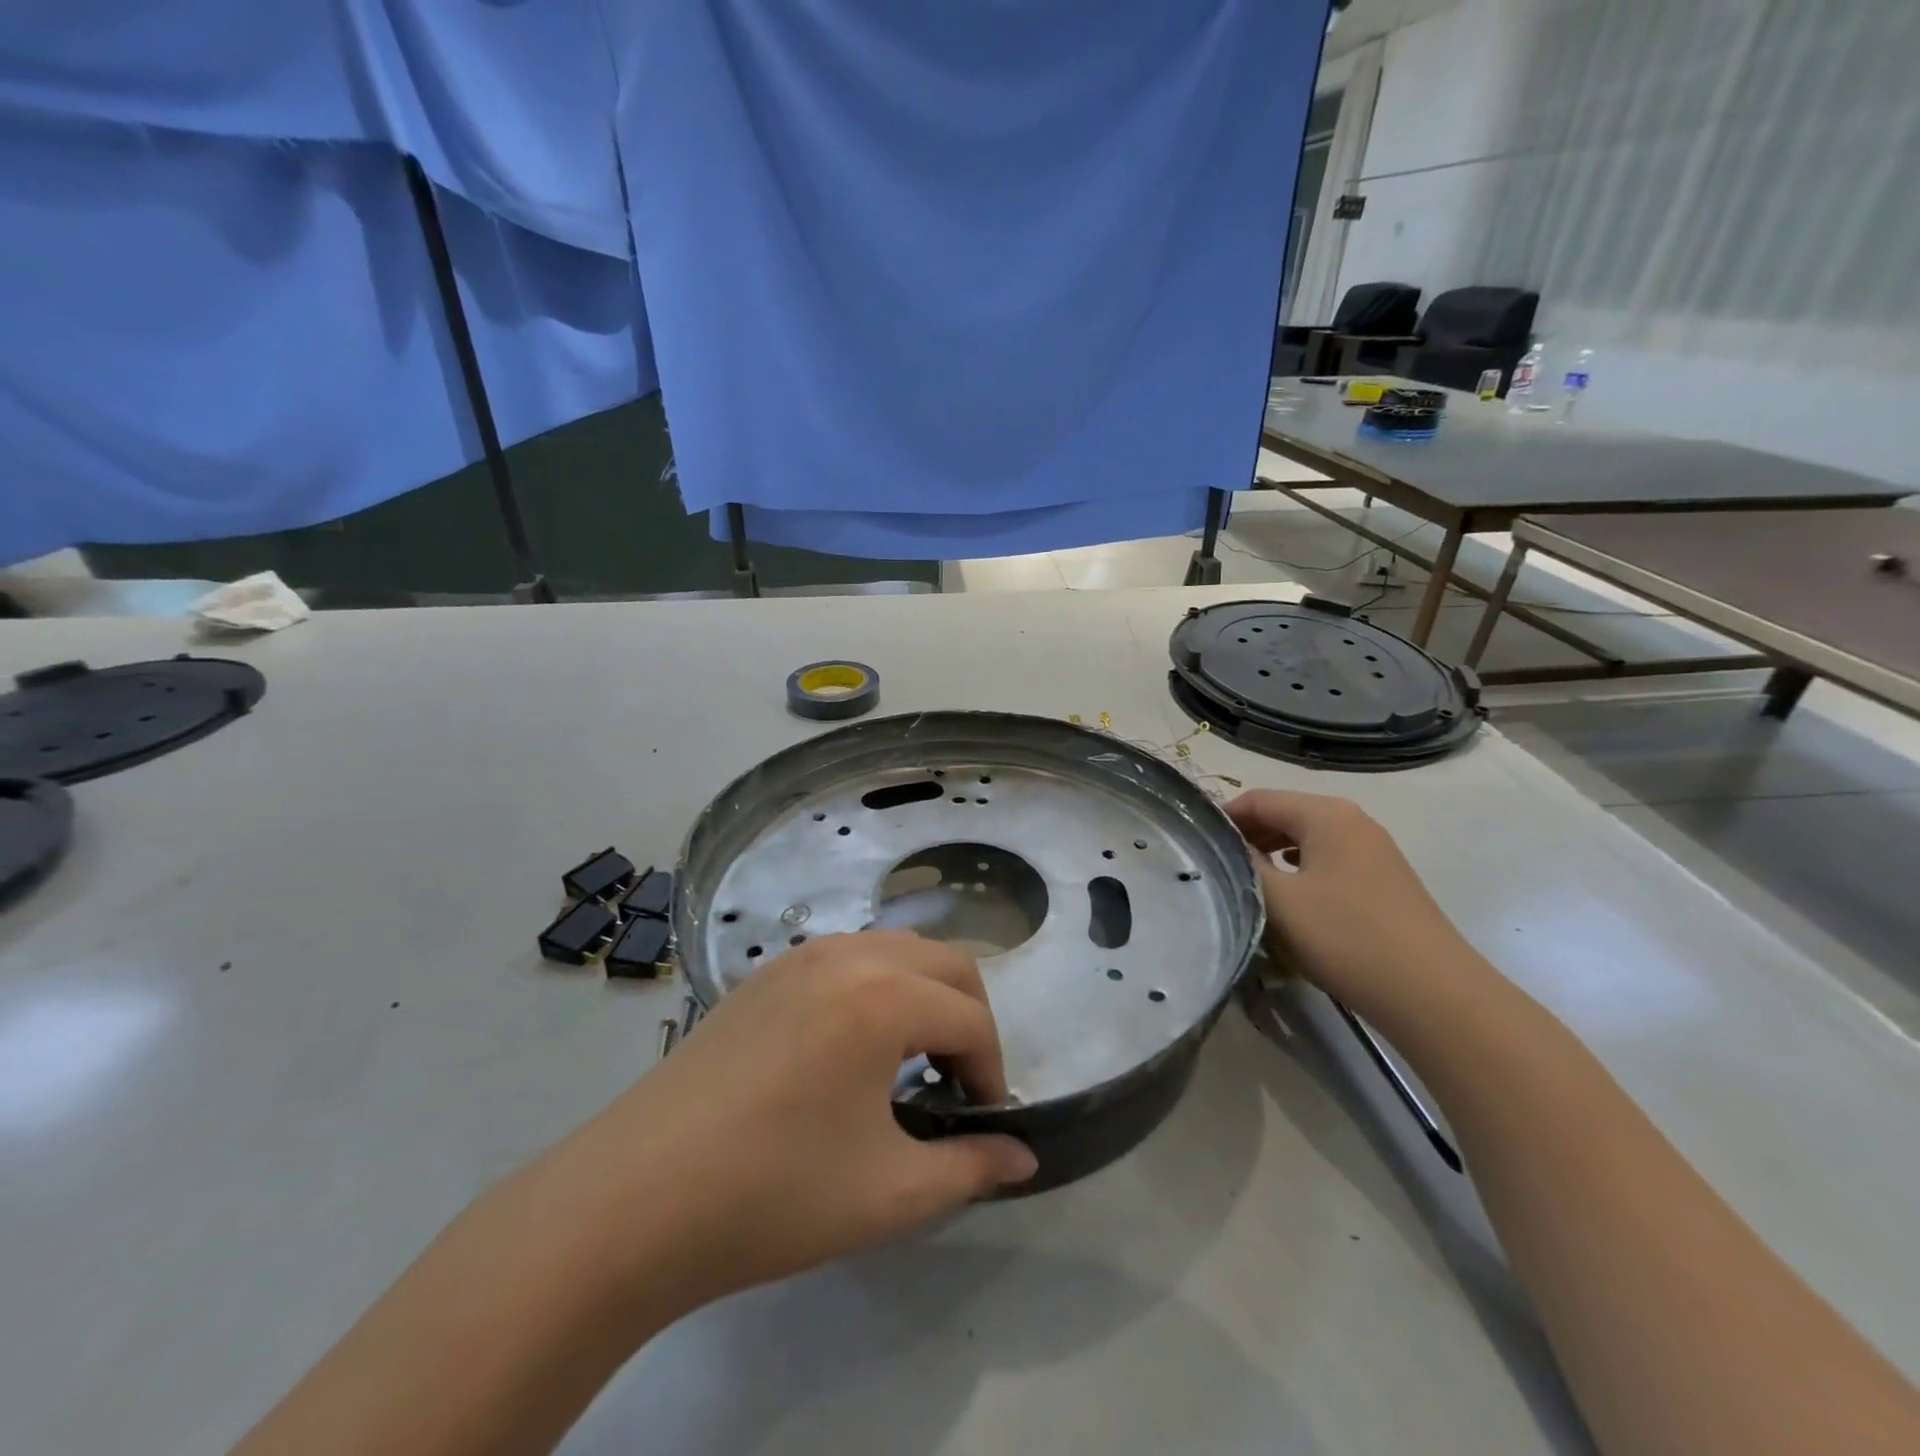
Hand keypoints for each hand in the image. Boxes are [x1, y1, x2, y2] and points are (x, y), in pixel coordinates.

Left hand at [562, 931, 1036, 1320]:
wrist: (632, 1199)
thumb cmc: (773, 1195)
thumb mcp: (889, 1193)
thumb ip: (970, 1168)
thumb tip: (1023, 1156)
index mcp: (883, 996)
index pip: (971, 1019)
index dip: (991, 1072)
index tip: (983, 1122)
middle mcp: (848, 955)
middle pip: (946, 962)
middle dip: (969, 1017)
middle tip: (959, 1083)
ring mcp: (800, 957)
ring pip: (896, 950)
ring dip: (924, 995)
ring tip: (911, 1062)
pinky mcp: (765, 974)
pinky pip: (848, 957)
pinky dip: (877, 987)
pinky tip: (851, 1047)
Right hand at [1226, 790, 1485, 1021]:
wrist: (1434, 994)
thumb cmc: (1347, 938)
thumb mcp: (1280, 901)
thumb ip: (1243, 865)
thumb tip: (1225, 846)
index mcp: (1325, 814)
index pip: (1259, 799)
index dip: (1223, 817)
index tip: (1195, 843)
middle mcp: (1352, 820)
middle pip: (1284, 814)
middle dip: (1247, 835)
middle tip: (1215, 864)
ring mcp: (1373, 850)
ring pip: (1306, 839)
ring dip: (1272, 853)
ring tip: (1245, 881)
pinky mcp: (1384, 879)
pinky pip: (1328, 860)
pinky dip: (1300, 869)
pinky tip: (1290, 898)